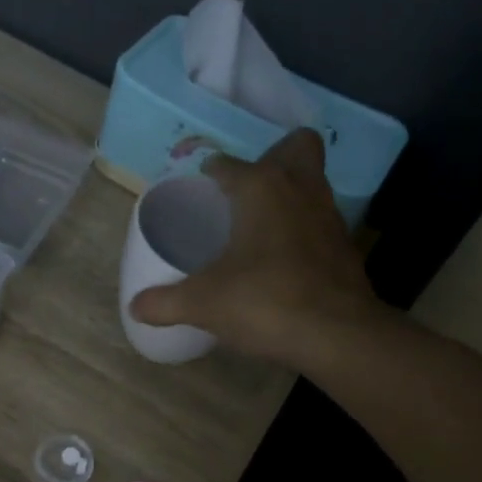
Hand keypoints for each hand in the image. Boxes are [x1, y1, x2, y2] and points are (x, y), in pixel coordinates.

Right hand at [128, 129, 378, 363]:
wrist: (336, 334)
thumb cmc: (264, 301)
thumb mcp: (203, 303)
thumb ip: (165, 302)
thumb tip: (135, 307)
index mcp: (261, 188)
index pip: (229, 165)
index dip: (211, 172)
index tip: (201, 186)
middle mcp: (299, 189)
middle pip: (296, 148)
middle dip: (274, 156)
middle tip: (247, 190)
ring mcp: (329, 216)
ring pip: (313, 184)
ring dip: (291, 193)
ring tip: (261, 224)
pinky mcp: (346, 247)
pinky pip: (321, 222)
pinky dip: (304, 229)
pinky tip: (285, 259)